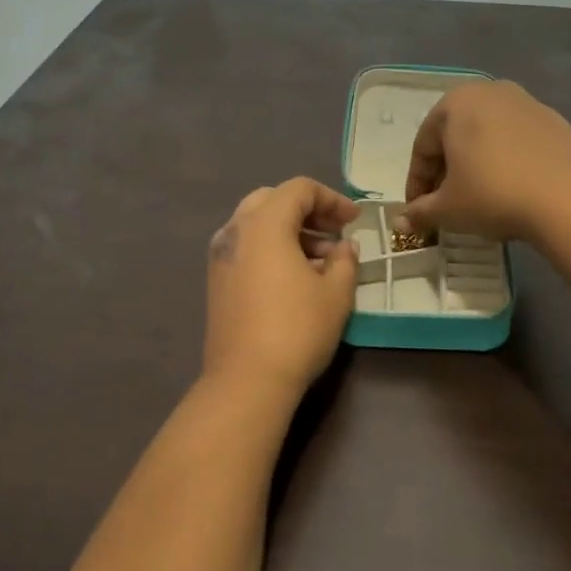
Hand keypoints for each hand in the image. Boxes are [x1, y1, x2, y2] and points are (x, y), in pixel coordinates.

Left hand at [203, 178, 359, 395]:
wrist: (246, 380)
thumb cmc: (297, 329)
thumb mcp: (335, 294)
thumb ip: (344, 261)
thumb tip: (345, 247)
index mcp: (264, 224)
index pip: (299, 189)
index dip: (331, 199)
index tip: (354, 221)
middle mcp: (235, 231)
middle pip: (272, 200)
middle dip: (307, 211)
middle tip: (334, 233)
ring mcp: (220, 256)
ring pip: (256, 224)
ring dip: (289, 231)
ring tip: (322, 260)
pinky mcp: (216, 280)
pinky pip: (246, 247)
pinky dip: (271, 248)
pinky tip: (295, 277)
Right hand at [400, 80, 570, 242]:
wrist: (569, 200)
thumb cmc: (493, 195)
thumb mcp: (448, 209)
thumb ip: (420, 212)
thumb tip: (401, 222)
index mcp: (456, 102)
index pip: (423, 146)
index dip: (416, 183)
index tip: (418, 211)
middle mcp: (491, 92)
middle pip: (455, 136)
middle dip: (446, 171)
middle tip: (444, 204)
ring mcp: (528, 103)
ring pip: (488, 137)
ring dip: (476, 165)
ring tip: (478, 198)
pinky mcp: (556, 121)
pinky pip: (518, 142)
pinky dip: (507, 162)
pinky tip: (511, 190)